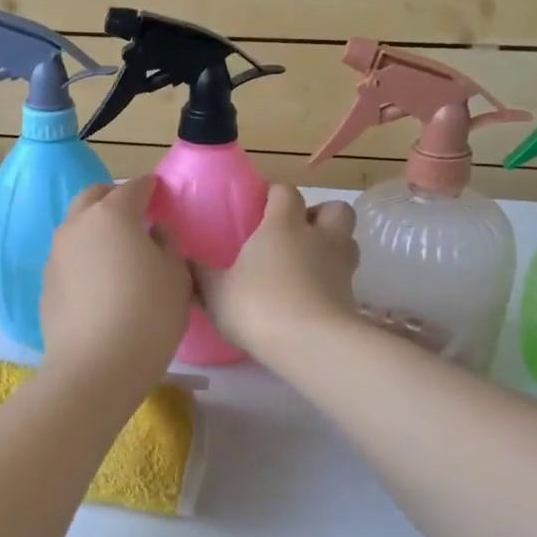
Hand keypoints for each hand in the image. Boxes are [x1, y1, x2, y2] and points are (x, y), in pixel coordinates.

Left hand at [41, 176, 191, 390]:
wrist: (96, 367)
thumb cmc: (148, 315)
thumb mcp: (176, 277)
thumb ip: (168, 244)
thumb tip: (155, 230)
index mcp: (112, 215)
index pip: (133, 188)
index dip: (148, 187)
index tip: (158, 191)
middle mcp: (77, 226)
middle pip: (92, 198)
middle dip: (112, 198)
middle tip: (133, 212)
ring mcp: (55, 256)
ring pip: (74, 228)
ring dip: (93, 228)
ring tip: (114, 248)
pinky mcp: (46, 286)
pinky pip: (67, 260)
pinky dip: (83, 259)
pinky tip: (97, 282)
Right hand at [195, 185, 359, 362]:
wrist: (310, 344)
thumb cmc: (258, 306)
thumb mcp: (216, 292)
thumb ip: (201, 275)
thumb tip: (184, 261)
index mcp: (283, 225)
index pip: (285, 193)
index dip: (276, 195)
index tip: (262, 207)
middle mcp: (319, 237)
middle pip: (335, 209)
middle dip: (320, 215)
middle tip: (297, 232)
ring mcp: (341, 267)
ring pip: (348, 241)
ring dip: (333, 245)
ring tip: (309, 263)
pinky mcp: (353, 297)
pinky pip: (346, 277)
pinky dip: (333, 280)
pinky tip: (312, 296)